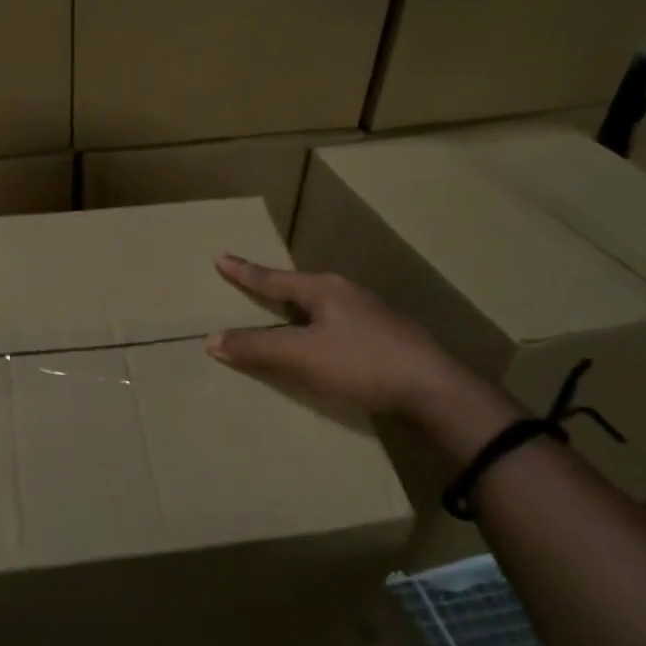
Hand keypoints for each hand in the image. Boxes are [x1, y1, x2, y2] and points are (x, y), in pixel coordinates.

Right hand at [207, 255, 457, 416]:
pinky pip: (338, 327)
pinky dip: (317, 331)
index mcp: (325, 290)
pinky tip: (321, 343)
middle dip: (274, 286)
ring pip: (322, 307)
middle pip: (300, 287)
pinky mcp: (385, 340)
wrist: (433, 389)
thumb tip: (212, 340)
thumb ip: (257, 348)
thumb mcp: (302, 355)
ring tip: (282, 312)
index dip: (245, 272)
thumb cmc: (362, 363)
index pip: (274, 279)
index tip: (220, 257)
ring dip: (298, 310)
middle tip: (250, 282)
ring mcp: (371, 316)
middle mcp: (348, 295)